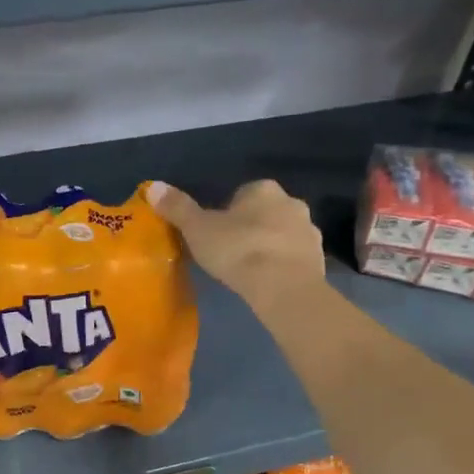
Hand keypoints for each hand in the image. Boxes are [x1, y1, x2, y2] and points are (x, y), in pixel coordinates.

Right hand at [148, 179, 326, 314]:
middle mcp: (291, 202)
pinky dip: (283, 265)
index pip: (242, 194)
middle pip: (265, 212)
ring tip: (250, 270)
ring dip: (270, 245)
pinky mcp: (320, 258)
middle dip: (252, 227)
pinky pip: (295, 256)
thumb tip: (153, 186)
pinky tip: (268, 282)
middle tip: (231, 252)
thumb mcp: (198, 229)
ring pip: (283, 233)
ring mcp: (310, 230)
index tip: (217, 234)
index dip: (228, 213)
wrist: (283, 286)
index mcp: (263, 189)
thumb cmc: (238, 250)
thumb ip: (177, 208)